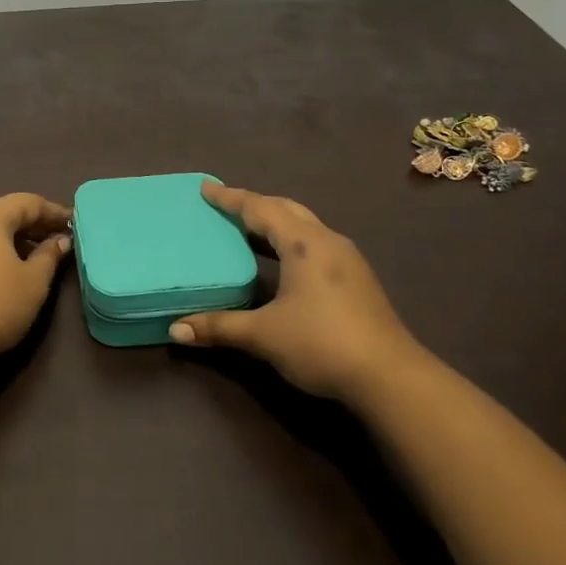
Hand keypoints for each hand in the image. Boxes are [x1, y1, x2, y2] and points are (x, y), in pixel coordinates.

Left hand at [0, 193, 72, 363]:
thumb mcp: (34, 281)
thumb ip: (49, 255)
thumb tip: (60, 240)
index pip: (28, 203)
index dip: (54, 212)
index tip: (74, 223)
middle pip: (4, 212)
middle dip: (32, 223)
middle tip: (57, 238)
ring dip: (10, 236)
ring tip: (33, 254)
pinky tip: (2, 267)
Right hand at [169, 181, 423, 399]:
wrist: (390, 377)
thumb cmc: (321, 343)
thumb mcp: (263, 335)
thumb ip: (219, 327)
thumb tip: (175, 331)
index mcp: (303, 243)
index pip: (260, 209)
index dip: (230, 198)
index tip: (206, 188)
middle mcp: (327, 241)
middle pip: (286, 209)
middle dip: (255, 205)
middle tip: (226, 206)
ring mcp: (347, 259)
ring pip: (304, 226)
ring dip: (276, 222)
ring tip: (248, 229)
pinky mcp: (357, 279)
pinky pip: (315, 244)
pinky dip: (291, 240)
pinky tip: (281, 261)